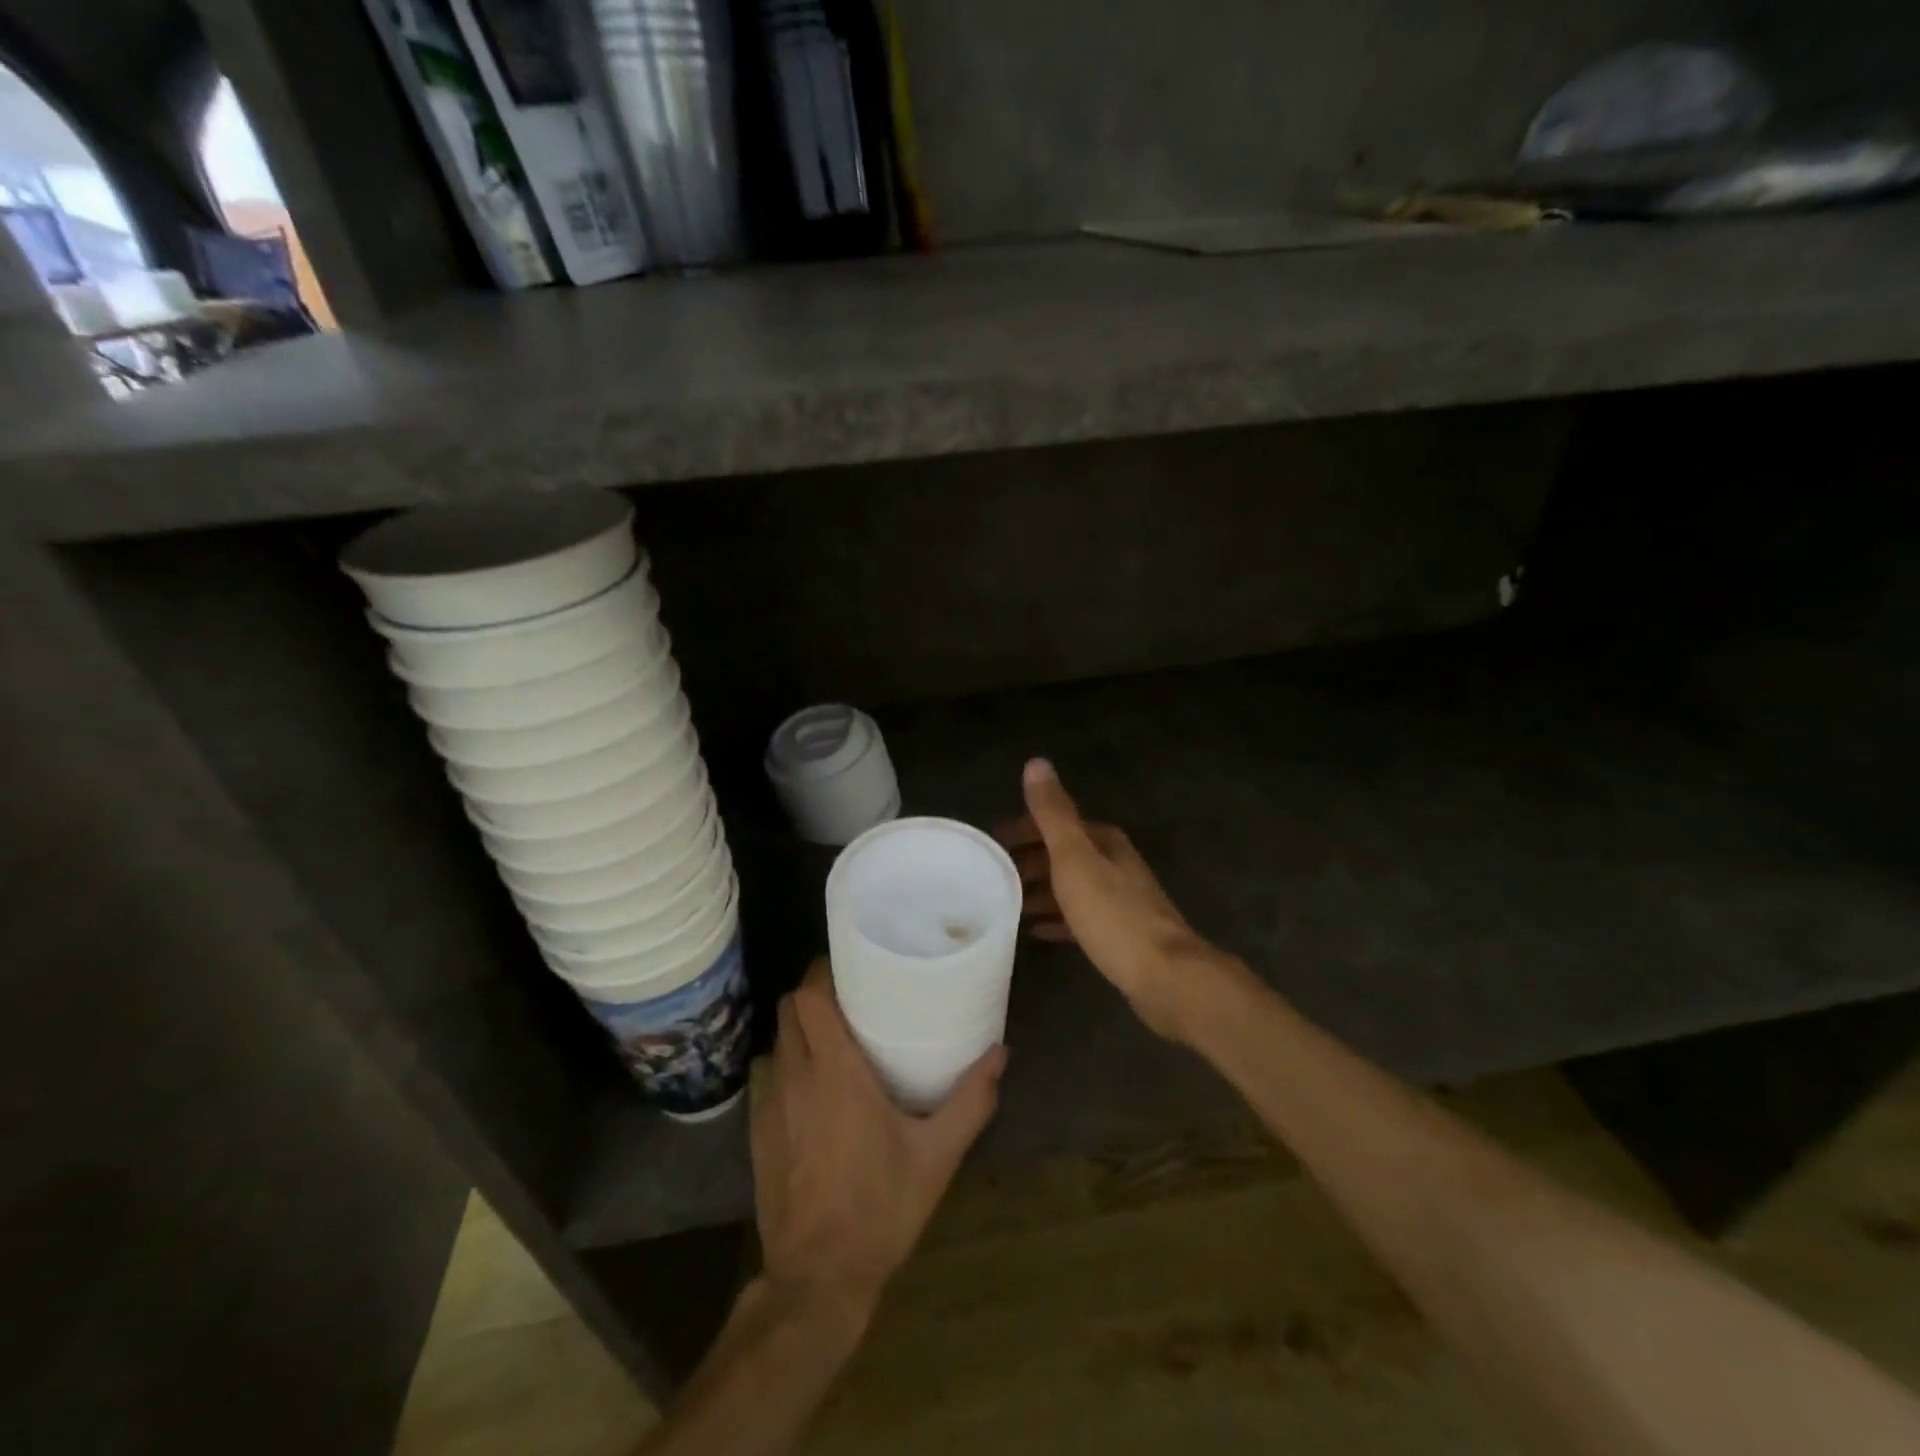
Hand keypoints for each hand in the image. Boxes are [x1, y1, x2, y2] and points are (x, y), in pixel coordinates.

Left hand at [752, 959, 1005, 1314]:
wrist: (817, 1279)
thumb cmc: (881, 1207)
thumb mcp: (937, 1156)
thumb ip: (971, 1100)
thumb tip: (1001, 1052)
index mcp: (835, 1071)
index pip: (810, 996)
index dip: (823, 972)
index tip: (850, 967)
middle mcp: (795, 1076)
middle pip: (789, 1008)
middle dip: (814, 994)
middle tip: (849, 998)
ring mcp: (768, 1104)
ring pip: (775, 1039)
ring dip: (798, 1029)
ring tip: (830, 1037)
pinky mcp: (755, 1132)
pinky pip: (765, 1075)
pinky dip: (783, 1063)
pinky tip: (808, 1085)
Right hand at [997, 758, 1220, 1040]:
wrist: (1165, 976)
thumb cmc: (1113, 914)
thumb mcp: (1075, 858)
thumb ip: (1053, 813)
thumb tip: (1036, 762)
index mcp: (1103, 842)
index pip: (1056, 824)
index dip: (1023, 829)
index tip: (991, 843)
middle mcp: (1114, 864)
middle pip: (1063, 855)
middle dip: (1028, 861)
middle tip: (991, 876)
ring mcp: (1120, 900)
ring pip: (1070, 887)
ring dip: (1040, 891)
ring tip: (1005, 903)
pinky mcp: (1120, 934)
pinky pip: (1078, 918)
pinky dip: (1056, 919)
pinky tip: (1036, 931)